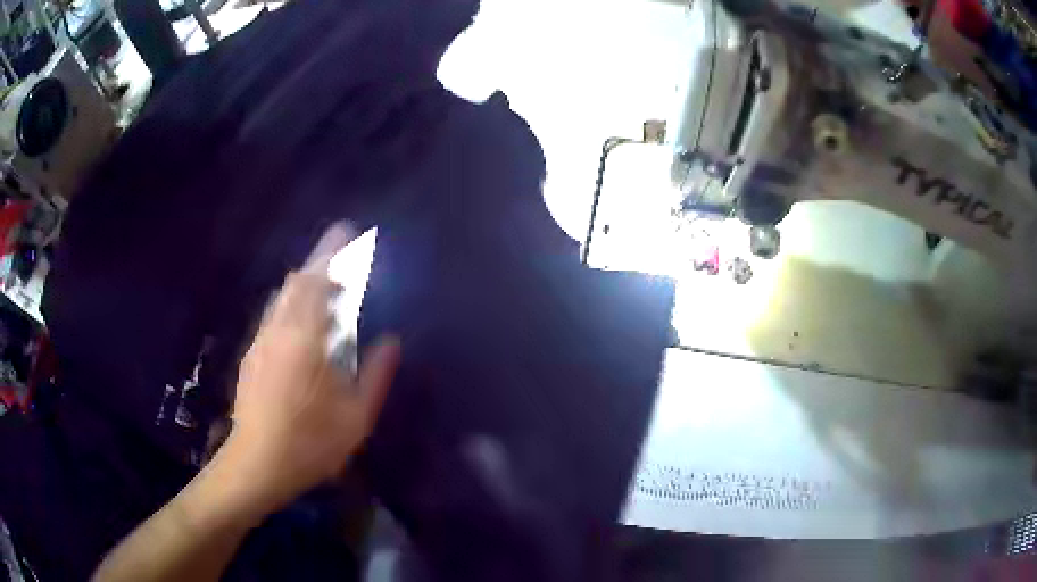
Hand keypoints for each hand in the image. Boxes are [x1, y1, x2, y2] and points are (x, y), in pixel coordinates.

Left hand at [219, 231, 399, 512]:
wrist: (258, 463)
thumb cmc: (311, 443)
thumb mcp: (356, 417)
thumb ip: (375, 375)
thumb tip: (391, 341)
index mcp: (307, 341)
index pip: (320, 283)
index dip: (335, 255)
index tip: (348, 233)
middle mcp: (280, 331)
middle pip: (296, 282)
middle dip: (319, 263)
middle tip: (341, 263)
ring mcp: (261, 342)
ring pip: (281, 298)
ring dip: (303, 284)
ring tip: (323, 291)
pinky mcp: (252, 356)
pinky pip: (273, 316)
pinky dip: (289, 305)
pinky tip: (300, 325)